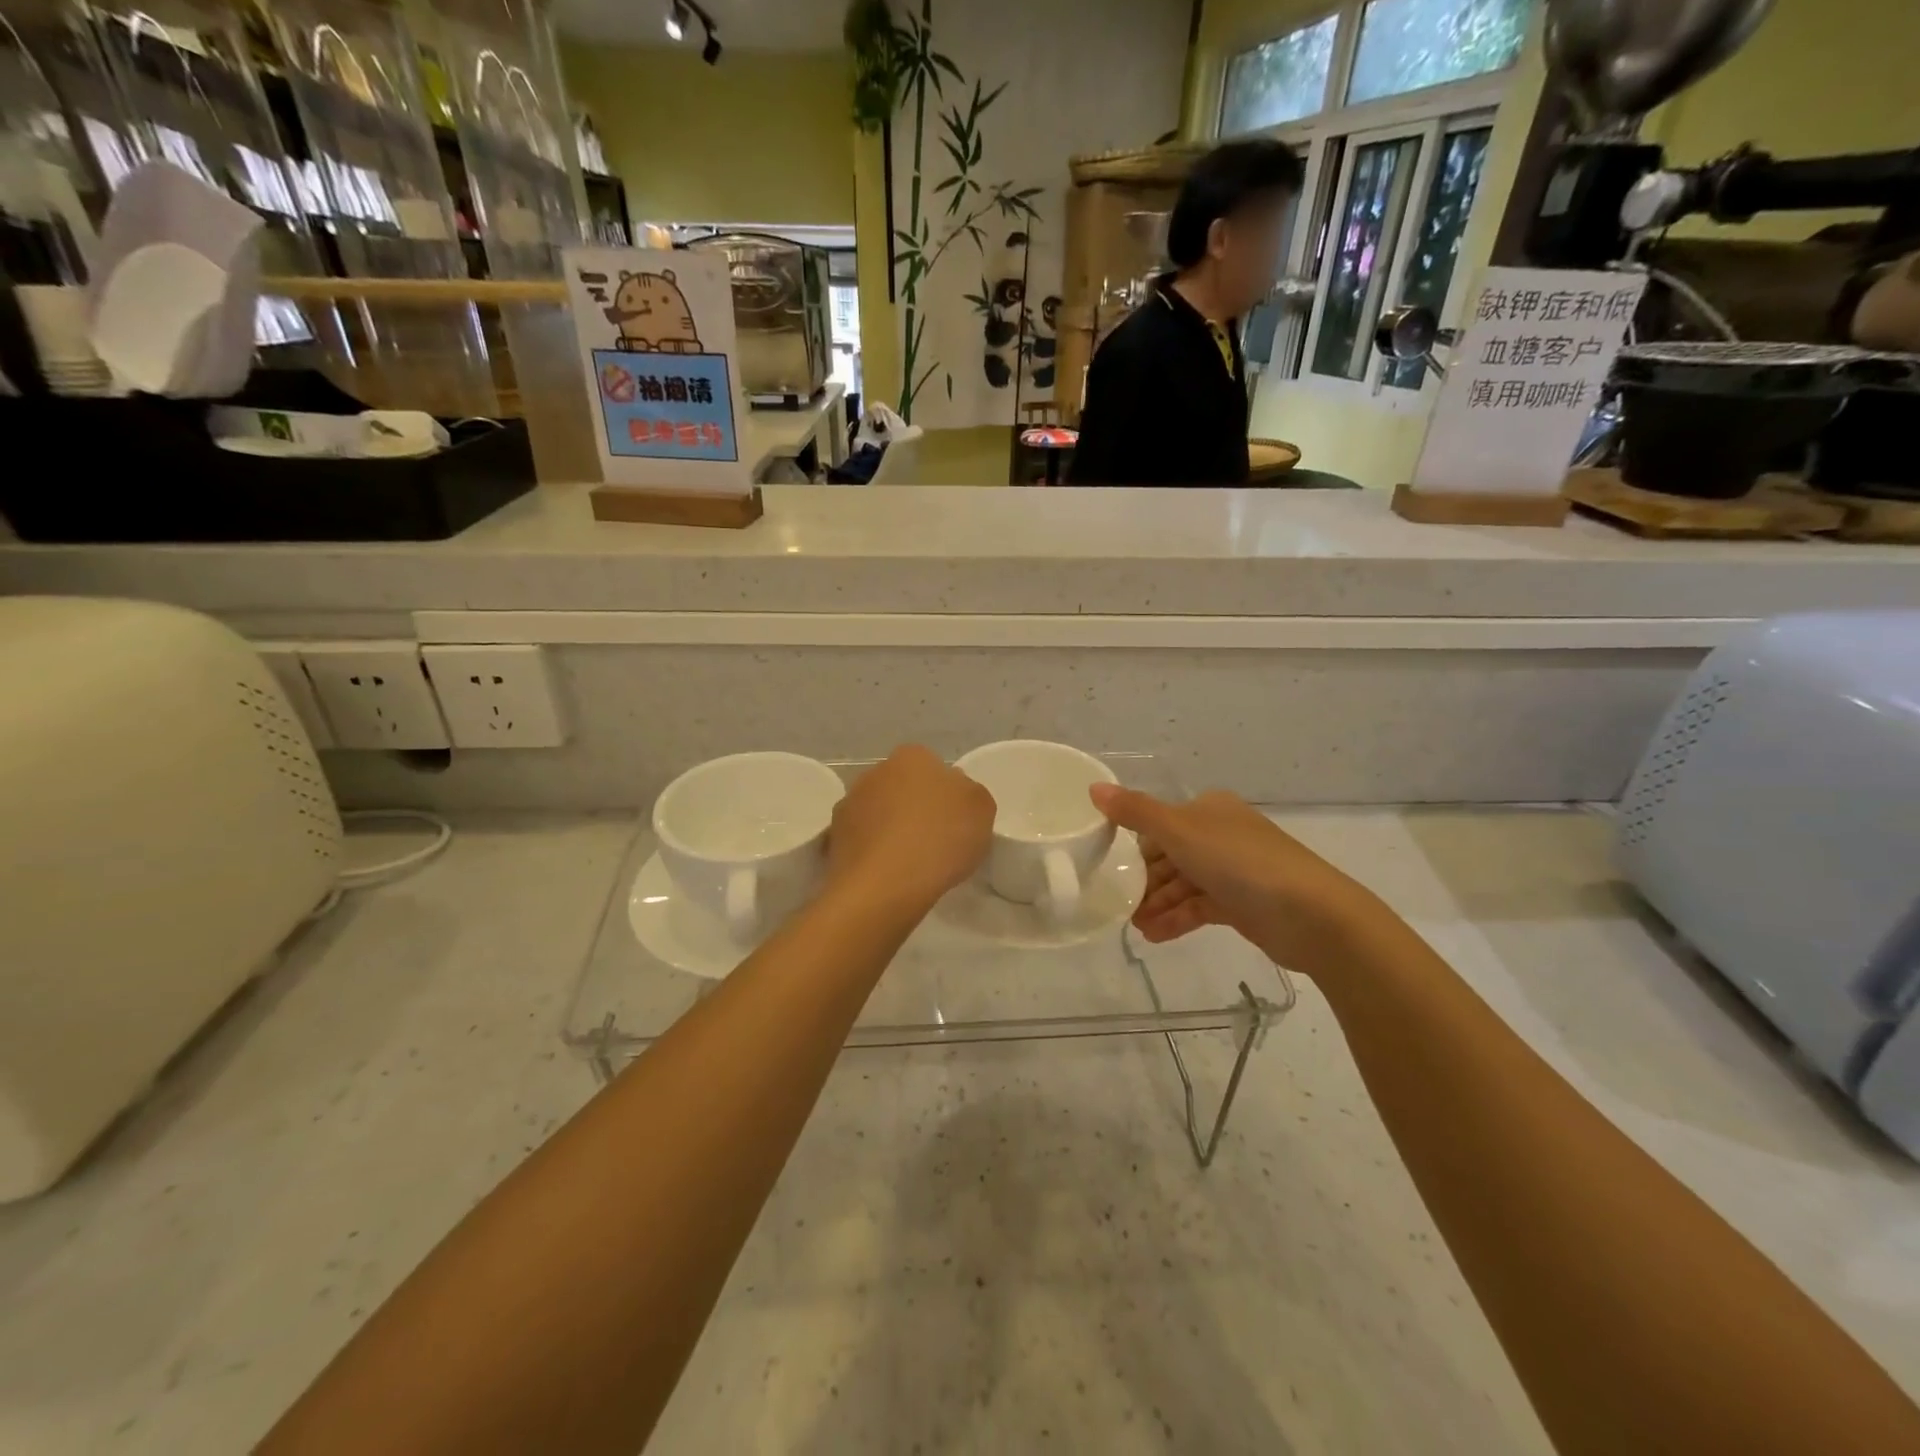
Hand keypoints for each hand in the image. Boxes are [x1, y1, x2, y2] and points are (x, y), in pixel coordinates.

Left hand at [827, 745, 994, 916]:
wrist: (884, 886)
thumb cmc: (940, 838)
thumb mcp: (982, 808)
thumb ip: (969, 793)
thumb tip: (954, 793)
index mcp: (912, 756)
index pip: (933, 767)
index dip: (946, 794)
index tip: (956, 821)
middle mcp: (875, 771)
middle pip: (902, 788)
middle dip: (915, 808)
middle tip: (936, 840)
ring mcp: (849, 804)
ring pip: (878, 813)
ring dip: (891, 830)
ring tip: (910, 863)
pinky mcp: (833, 838)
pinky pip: (862, 841)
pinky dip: (873, 853)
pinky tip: (888, 875)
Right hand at [1089, 784, 1379, 981]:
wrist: (1311, 915)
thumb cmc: (1240, 862)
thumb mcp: (1179, 831)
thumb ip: (1135, 812)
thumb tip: (1094, 788)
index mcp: (1209, 809)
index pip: (1160, 824)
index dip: (1135, 847)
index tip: (1111, 870)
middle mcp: (1221, 834)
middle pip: (1170, 856)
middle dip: (1144, 881)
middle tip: (1119, 905)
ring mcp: (1235, 870)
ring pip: (1184, 884)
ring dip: (1158, 904)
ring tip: (1135, 928)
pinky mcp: (1243, 904)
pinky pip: (1200, 907)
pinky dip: (1177, 918)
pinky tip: (1155, 936)